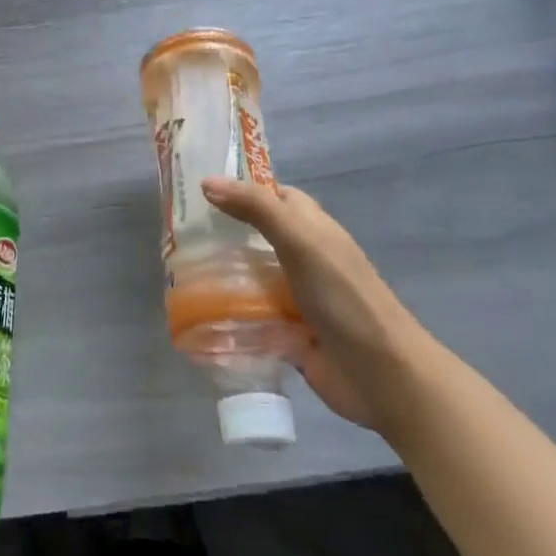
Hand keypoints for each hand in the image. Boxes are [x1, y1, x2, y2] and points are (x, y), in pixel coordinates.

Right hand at [201, 177, 428, 432]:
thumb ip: (256, 208)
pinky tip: (195, 311)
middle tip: (174, 231)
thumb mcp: (300, 240)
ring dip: (218, 274)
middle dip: (219, 232)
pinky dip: (226, 313)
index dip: (239, 188)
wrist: (381, 374)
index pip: (272, 196)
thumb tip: (207, 182)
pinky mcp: (285, 332)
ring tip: (176, 269)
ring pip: (248, 276)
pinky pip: (248, 316)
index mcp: (311, 228)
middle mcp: (302, 257)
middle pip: (254, 236)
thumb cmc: (343, 296)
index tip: (195, 188)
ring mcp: (294, 296)